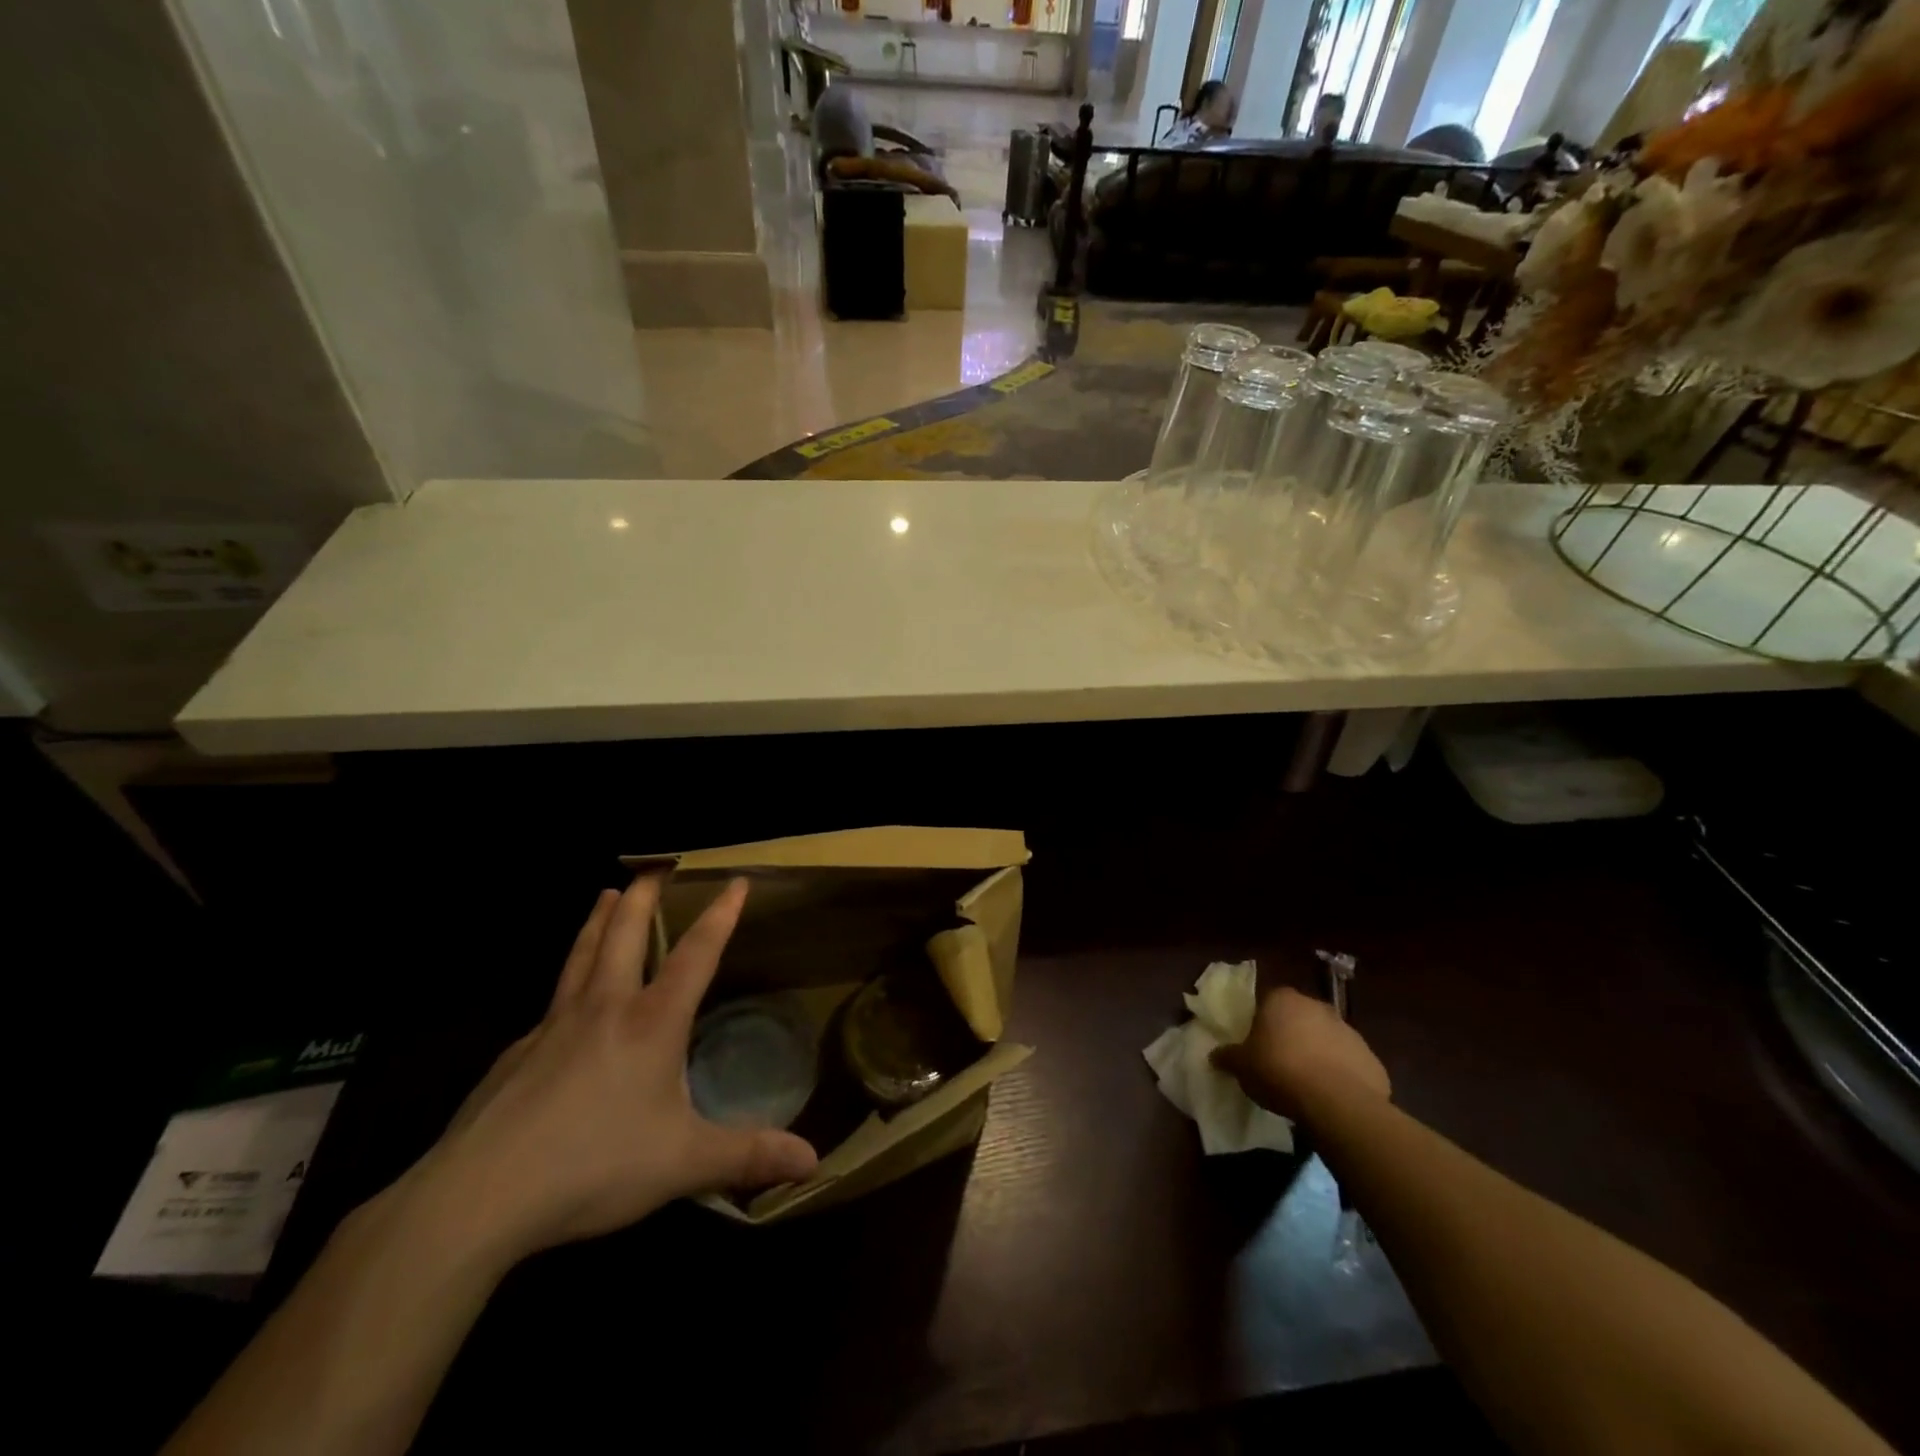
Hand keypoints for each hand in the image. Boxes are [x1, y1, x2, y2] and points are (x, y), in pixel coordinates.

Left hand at [404, 875, 817, 1264]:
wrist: (479, 1196)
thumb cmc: (594, 1165)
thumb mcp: (683, 1164)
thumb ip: (747, 1156)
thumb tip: (813, 1160)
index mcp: (651, 1022)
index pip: (696, 953)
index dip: (720, 915)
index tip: (735, 881)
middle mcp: (605, 1008)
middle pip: (625, 934)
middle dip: (643, 896)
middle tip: (654, 867)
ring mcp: (553, 1026)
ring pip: (582, 955)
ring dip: (598, 920)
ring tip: (604, 894)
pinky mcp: (516, 1054)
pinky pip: (551, 1002)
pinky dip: (567, 980)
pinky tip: (563, 1001)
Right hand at [1212, 987, 1390, 1122]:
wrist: (1336, 1102)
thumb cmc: (1279, 1071)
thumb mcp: (1241, 1066)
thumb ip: (1227, 1057)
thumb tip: (1215, 1055)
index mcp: (1282, 999)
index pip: (1268, 1002)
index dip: (1261, 1023)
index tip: (1257, 1044)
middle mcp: (1317, 1006)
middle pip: (1299, 1018)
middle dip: (1291, 1036)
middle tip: (1279, 1063)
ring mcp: (1348, 1031)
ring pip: (1326, 1039)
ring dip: (1317, 1054)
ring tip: (1305, 1085)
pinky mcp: (1371, 1058)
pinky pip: (1349, 1064)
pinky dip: (1340, 1075)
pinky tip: (1330, 1097)